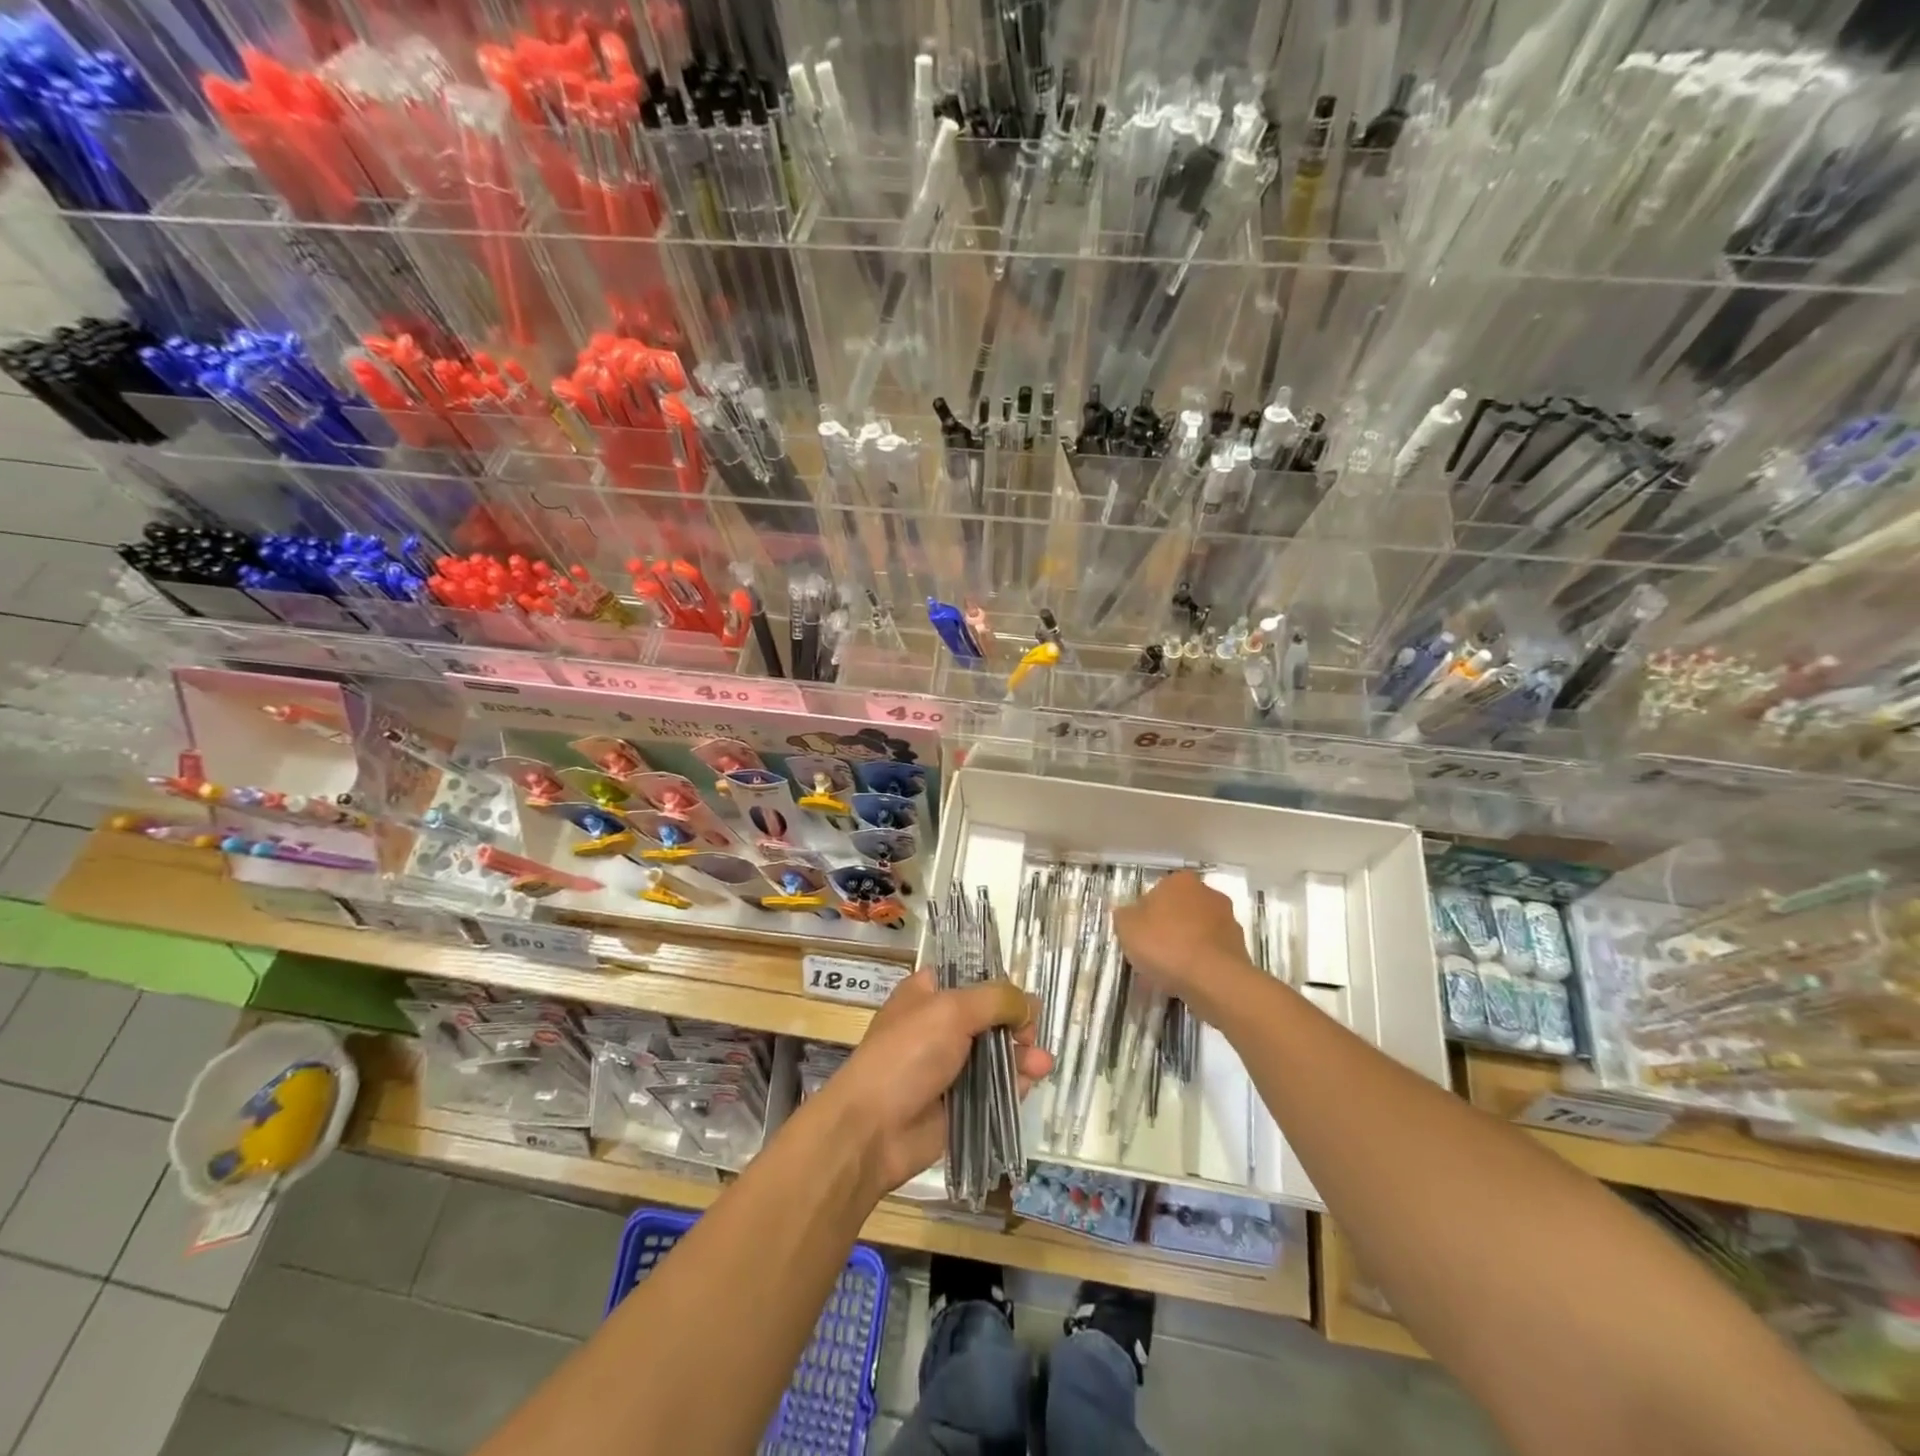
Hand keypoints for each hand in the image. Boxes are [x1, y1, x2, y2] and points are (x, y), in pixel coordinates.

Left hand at [816, 969, 1052, 1200]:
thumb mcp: (951, 1011)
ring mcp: (951, 1065)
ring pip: (998, 1053)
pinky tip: (1032, 1078)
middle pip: (990, 1016)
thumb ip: (995, 1000)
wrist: (873, 1128)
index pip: (970, 977)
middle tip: (1030, 1033)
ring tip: (1042, 1062)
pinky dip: (1016, 1082)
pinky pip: (997, 1088)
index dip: (998, 983)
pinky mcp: (962, 1102)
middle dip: (1016, 1023)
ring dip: (1023, 1054)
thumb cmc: (906, 1054)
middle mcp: (940, 1025)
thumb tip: (1028, 1004)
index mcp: (928, 993)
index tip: (1020, 995)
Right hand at [1113, 870, 1256, 1014]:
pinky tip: (1184, 983)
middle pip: (1178, 912)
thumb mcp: (1127, 927)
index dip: (1144, 915)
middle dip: (1166, 930)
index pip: (1156, 893)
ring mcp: (1228, 921)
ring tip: (1166, 976)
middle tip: (1150, 955)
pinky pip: (1209, 954)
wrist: (1213, 979)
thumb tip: (1127, 913)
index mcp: (1180, 881)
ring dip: (1182, 948)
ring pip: (1195, 933)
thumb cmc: (1165, 944)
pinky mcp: (1239, 948)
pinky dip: (1197, 964)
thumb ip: (1123, 915)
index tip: (1137, 936)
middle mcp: (1208, 894)